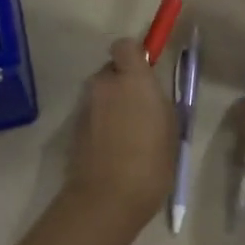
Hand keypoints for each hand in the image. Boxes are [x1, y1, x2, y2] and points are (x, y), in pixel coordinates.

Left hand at [64, 38, 177, 230]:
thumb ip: (158, 101)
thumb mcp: (170, 128)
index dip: (135, 54)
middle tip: (140, 108)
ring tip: (128, 134)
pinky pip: (92, 115)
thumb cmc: (150, 161)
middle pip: (111, 70)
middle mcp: (104, 85)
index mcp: (132, 79)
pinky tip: (114, 149)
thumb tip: (149, 94)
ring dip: (112, 104)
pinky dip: (101, 124)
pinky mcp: (74, 129)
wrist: (107, 198)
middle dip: (123, 82)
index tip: (146, 72)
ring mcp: (85, 106)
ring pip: (101, 94)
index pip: (125, 45)